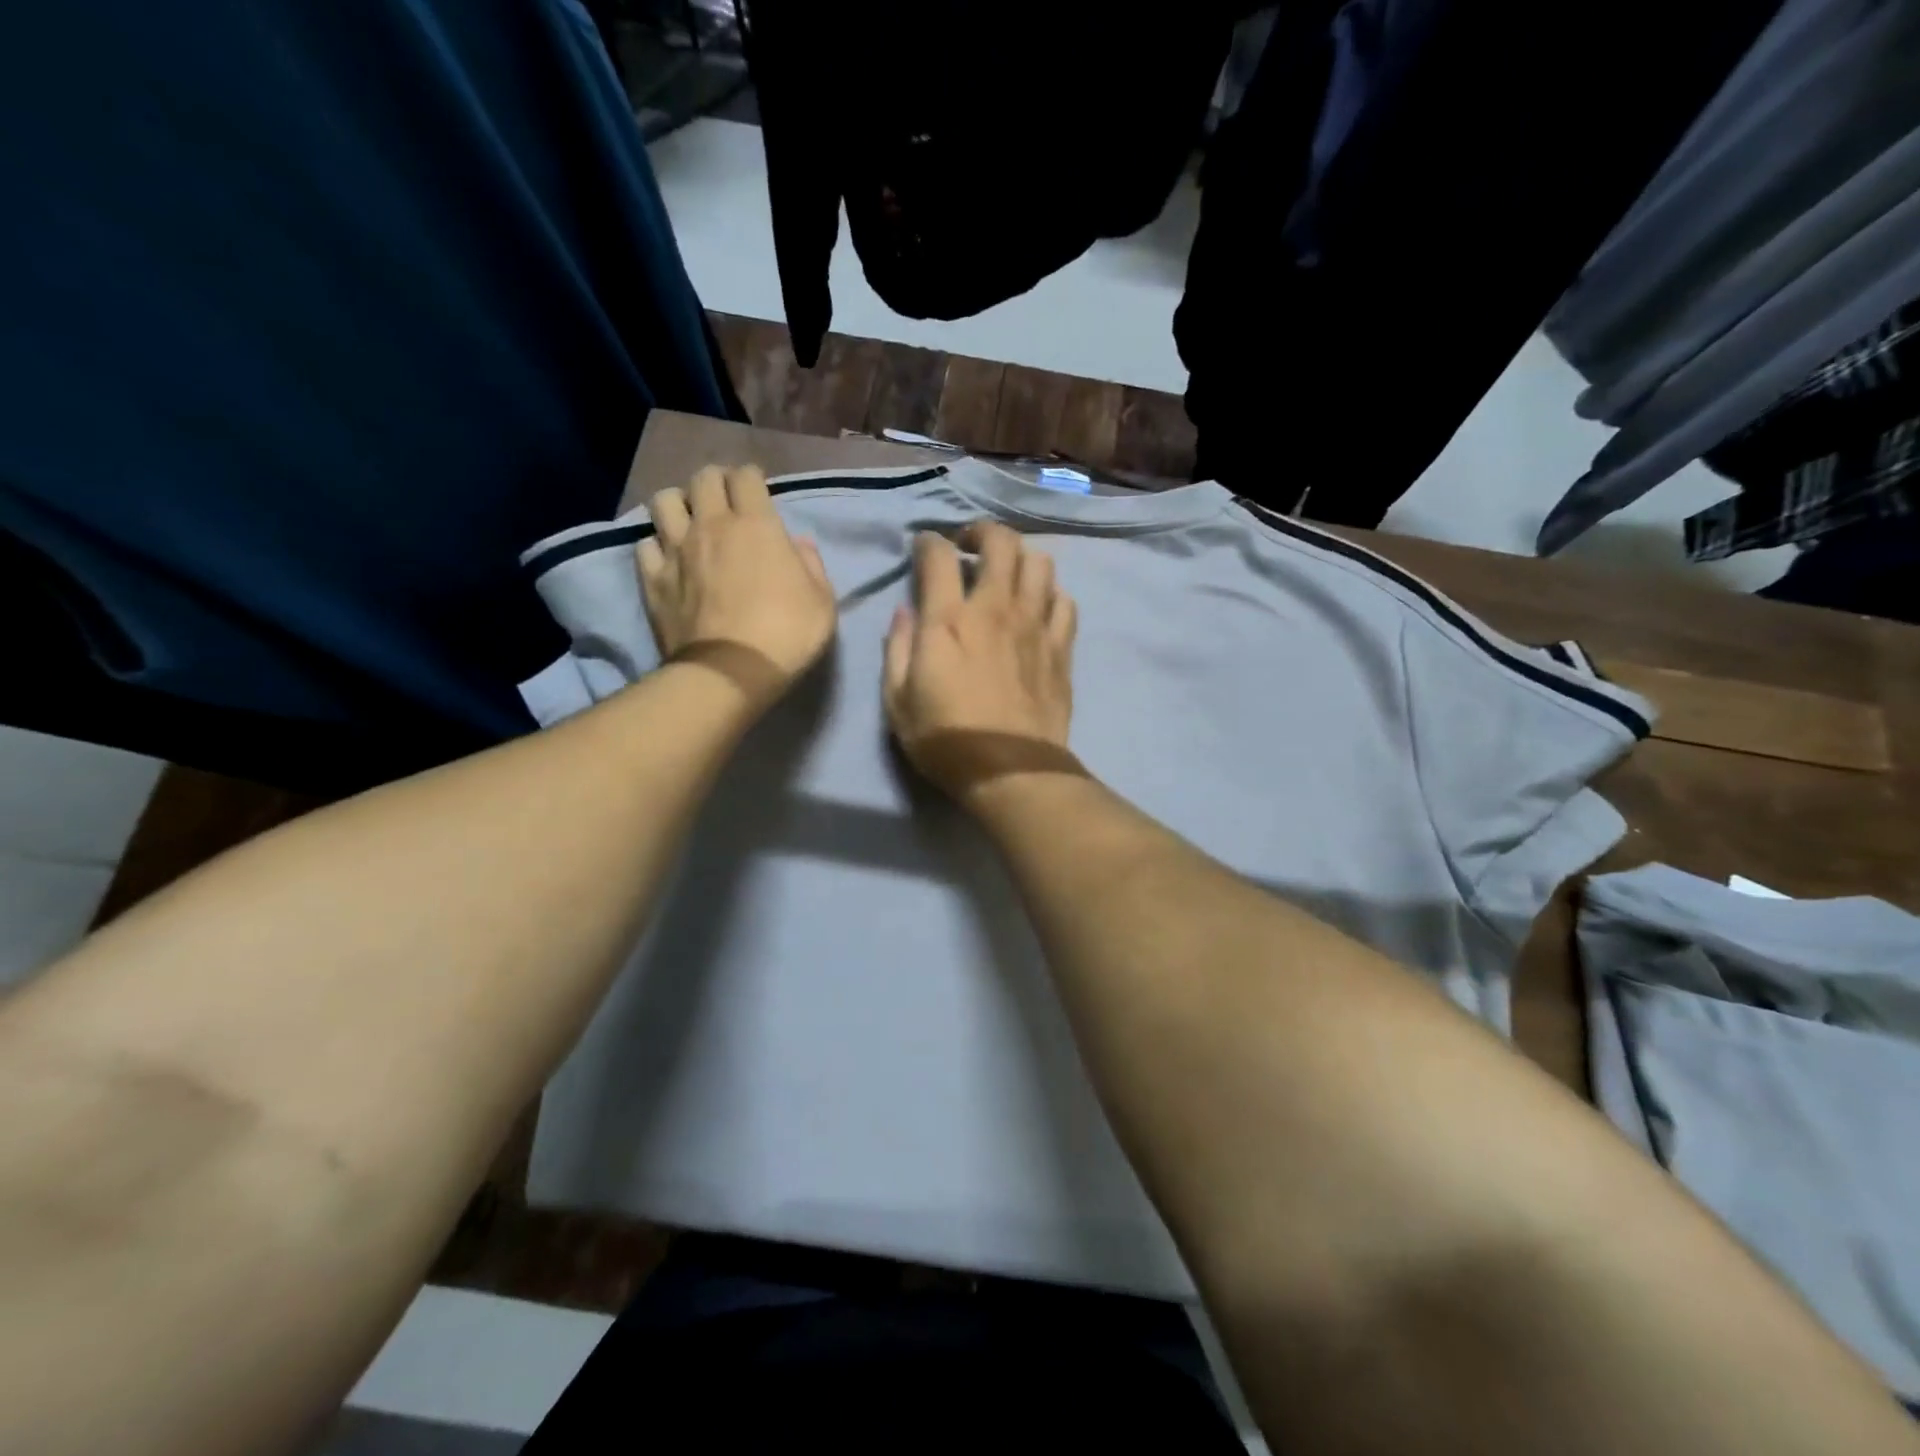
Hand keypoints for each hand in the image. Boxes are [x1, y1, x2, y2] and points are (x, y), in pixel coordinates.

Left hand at [638, 465, 835, 708]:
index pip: (746, 476)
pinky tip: (668, 558)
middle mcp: (712, 525)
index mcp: (756, 524)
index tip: (758, 492)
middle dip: (716, 482)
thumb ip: (811, 565)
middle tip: (726, 501)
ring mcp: (677, 550)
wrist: (731, 672)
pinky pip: (645, 543)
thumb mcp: (823, 602)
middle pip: (703, 479)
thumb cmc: (787, 635)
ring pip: (665, 501)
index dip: (752, 478)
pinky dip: (656, 544)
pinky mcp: (653, 578)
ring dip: (679, 504)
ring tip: (689, 522)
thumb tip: (797, 543)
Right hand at [883, 522, 1078, 803]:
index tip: (924, 549)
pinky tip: (1038, 608)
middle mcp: (995, 609)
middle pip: (1001, 542)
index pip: (939, 555)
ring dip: (1020, 559)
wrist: (1011, 771)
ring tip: (1008, 574)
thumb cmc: (947, 741)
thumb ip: (898, 649)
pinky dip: (1050, 595)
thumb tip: (905, 613)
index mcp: (948, 620)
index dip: (928, 542)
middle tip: (970, 546)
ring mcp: (1035, 626)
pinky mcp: (1061, 647)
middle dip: (982, 531)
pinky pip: (1065, 601)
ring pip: (1040, 563)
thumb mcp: (899, 702)